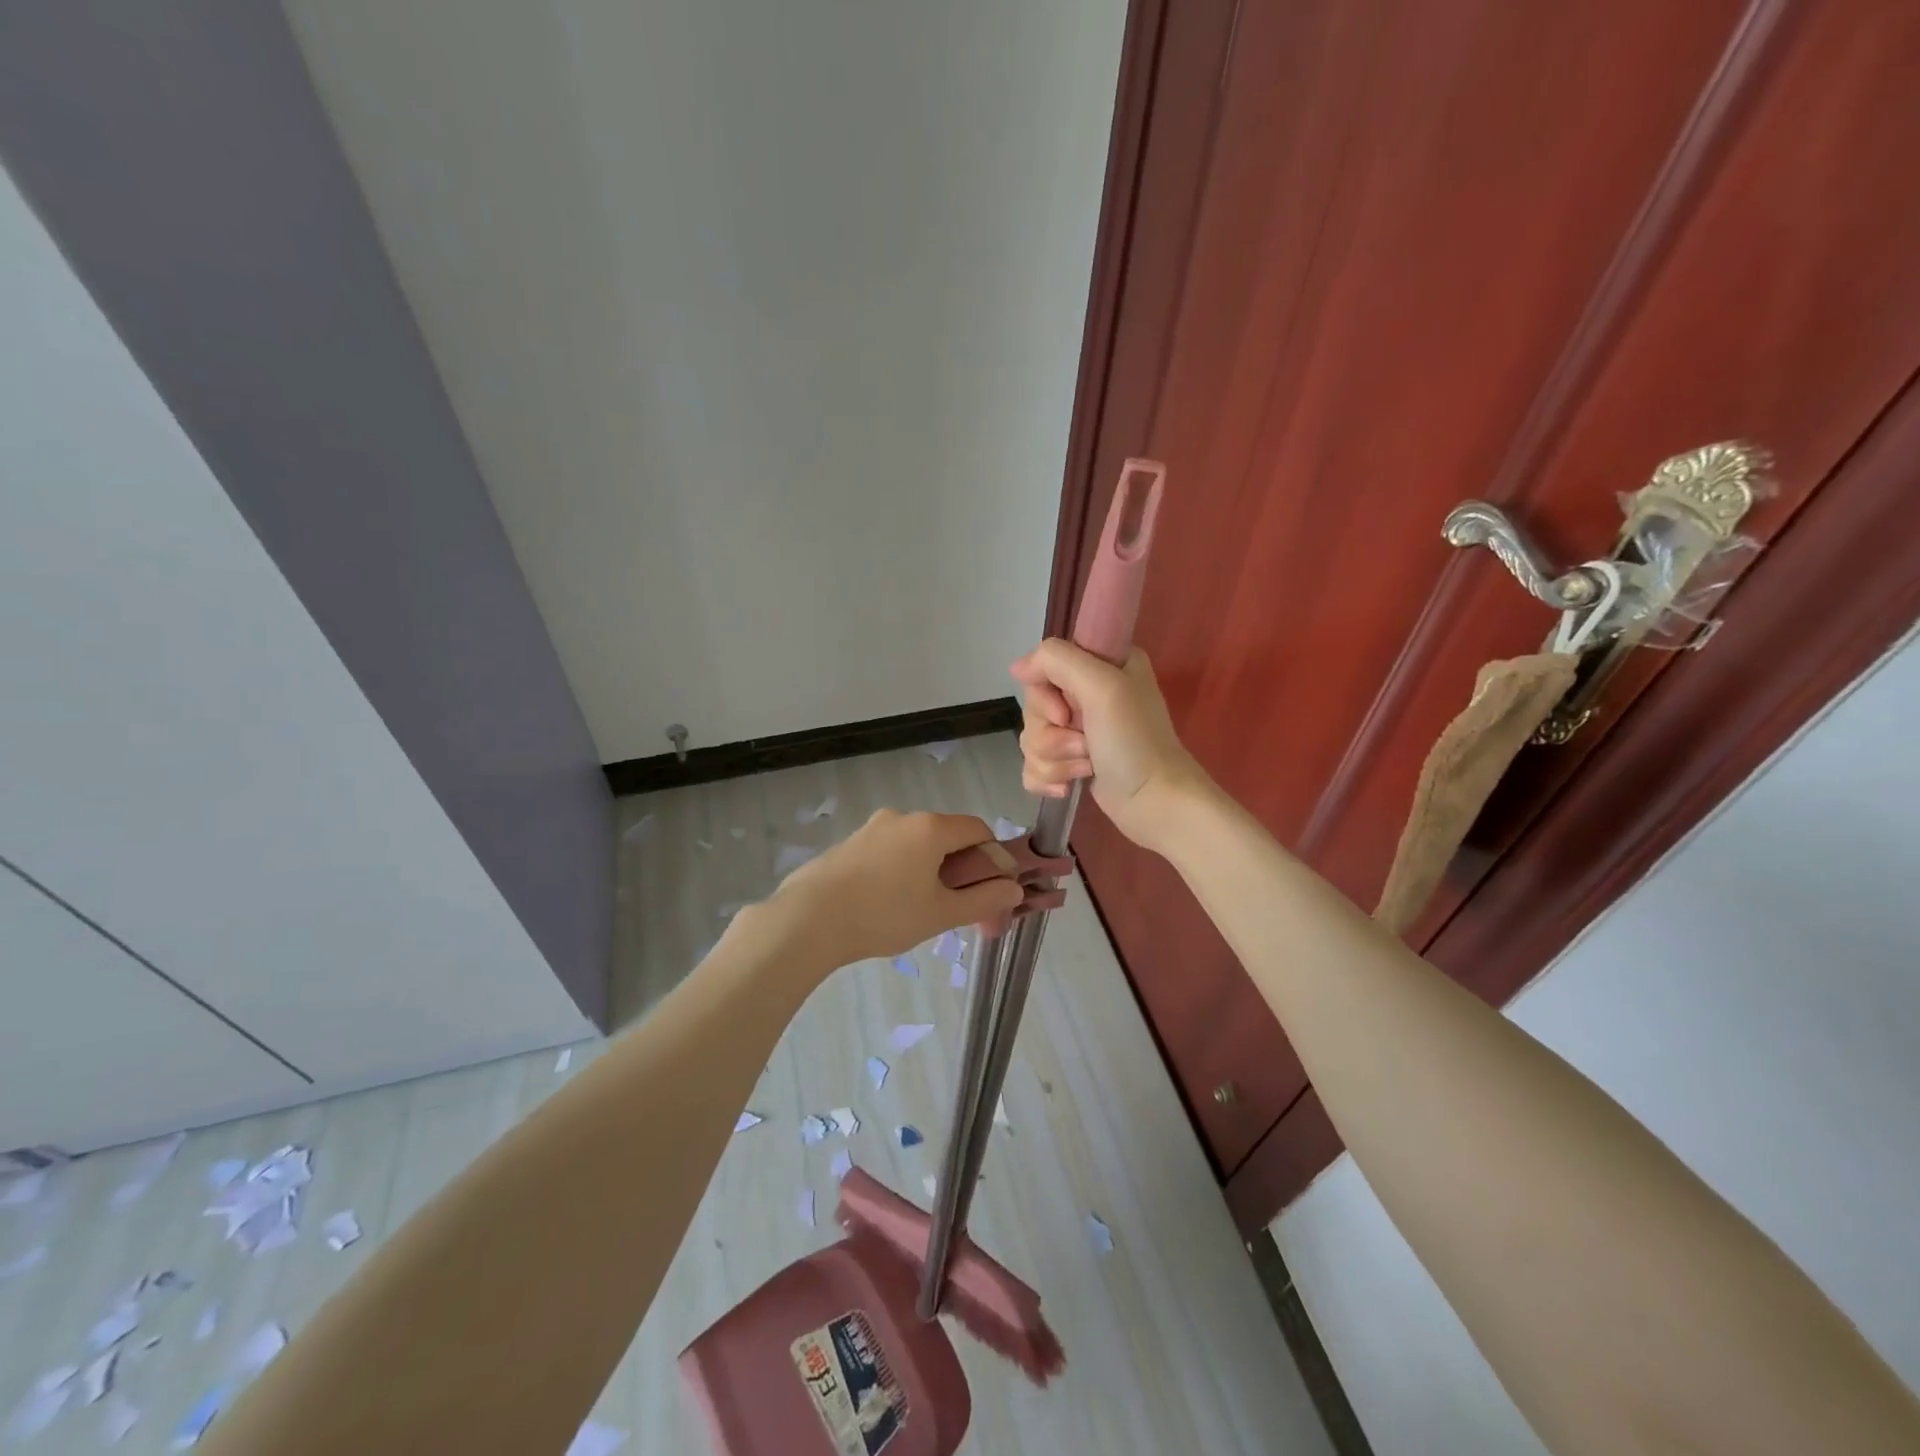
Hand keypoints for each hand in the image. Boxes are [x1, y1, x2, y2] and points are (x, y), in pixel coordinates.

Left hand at [768, 809, 1022, 969]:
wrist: (808, 920)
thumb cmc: (884, 915)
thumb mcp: (941, 913)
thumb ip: (983, 900)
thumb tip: (1013, 890)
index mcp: (930, 827)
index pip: (978, 829)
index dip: (993, 858)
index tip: (992, 891)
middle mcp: (902, 817)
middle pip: (947, 837)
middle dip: (961, 869)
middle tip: (960, 909)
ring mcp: (872, 828)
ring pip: (917, 846)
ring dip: (931, 871)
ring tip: (922, 912)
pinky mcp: (849, 844)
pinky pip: (890, 852)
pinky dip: (902, 871)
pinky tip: (889, 905)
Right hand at [1011, 639, 1207, 852]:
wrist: (1155, 801)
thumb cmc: (1134, 741)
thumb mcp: (1102, 686)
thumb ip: (1057, 661)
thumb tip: (1017, 667)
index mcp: (1101, 665)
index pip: (1043, 667)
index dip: (1045, 695)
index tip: (1064, 713)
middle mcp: (1089, 692)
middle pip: (1033, 707)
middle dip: (1051, 734)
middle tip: (1085, 744)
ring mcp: (1079, 730)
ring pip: (1031, 738)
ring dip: (1054, 759)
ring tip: (1086, 767)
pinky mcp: (1071, 762)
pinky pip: (1033, 764)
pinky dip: (1047, 778)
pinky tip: (1068, 787)